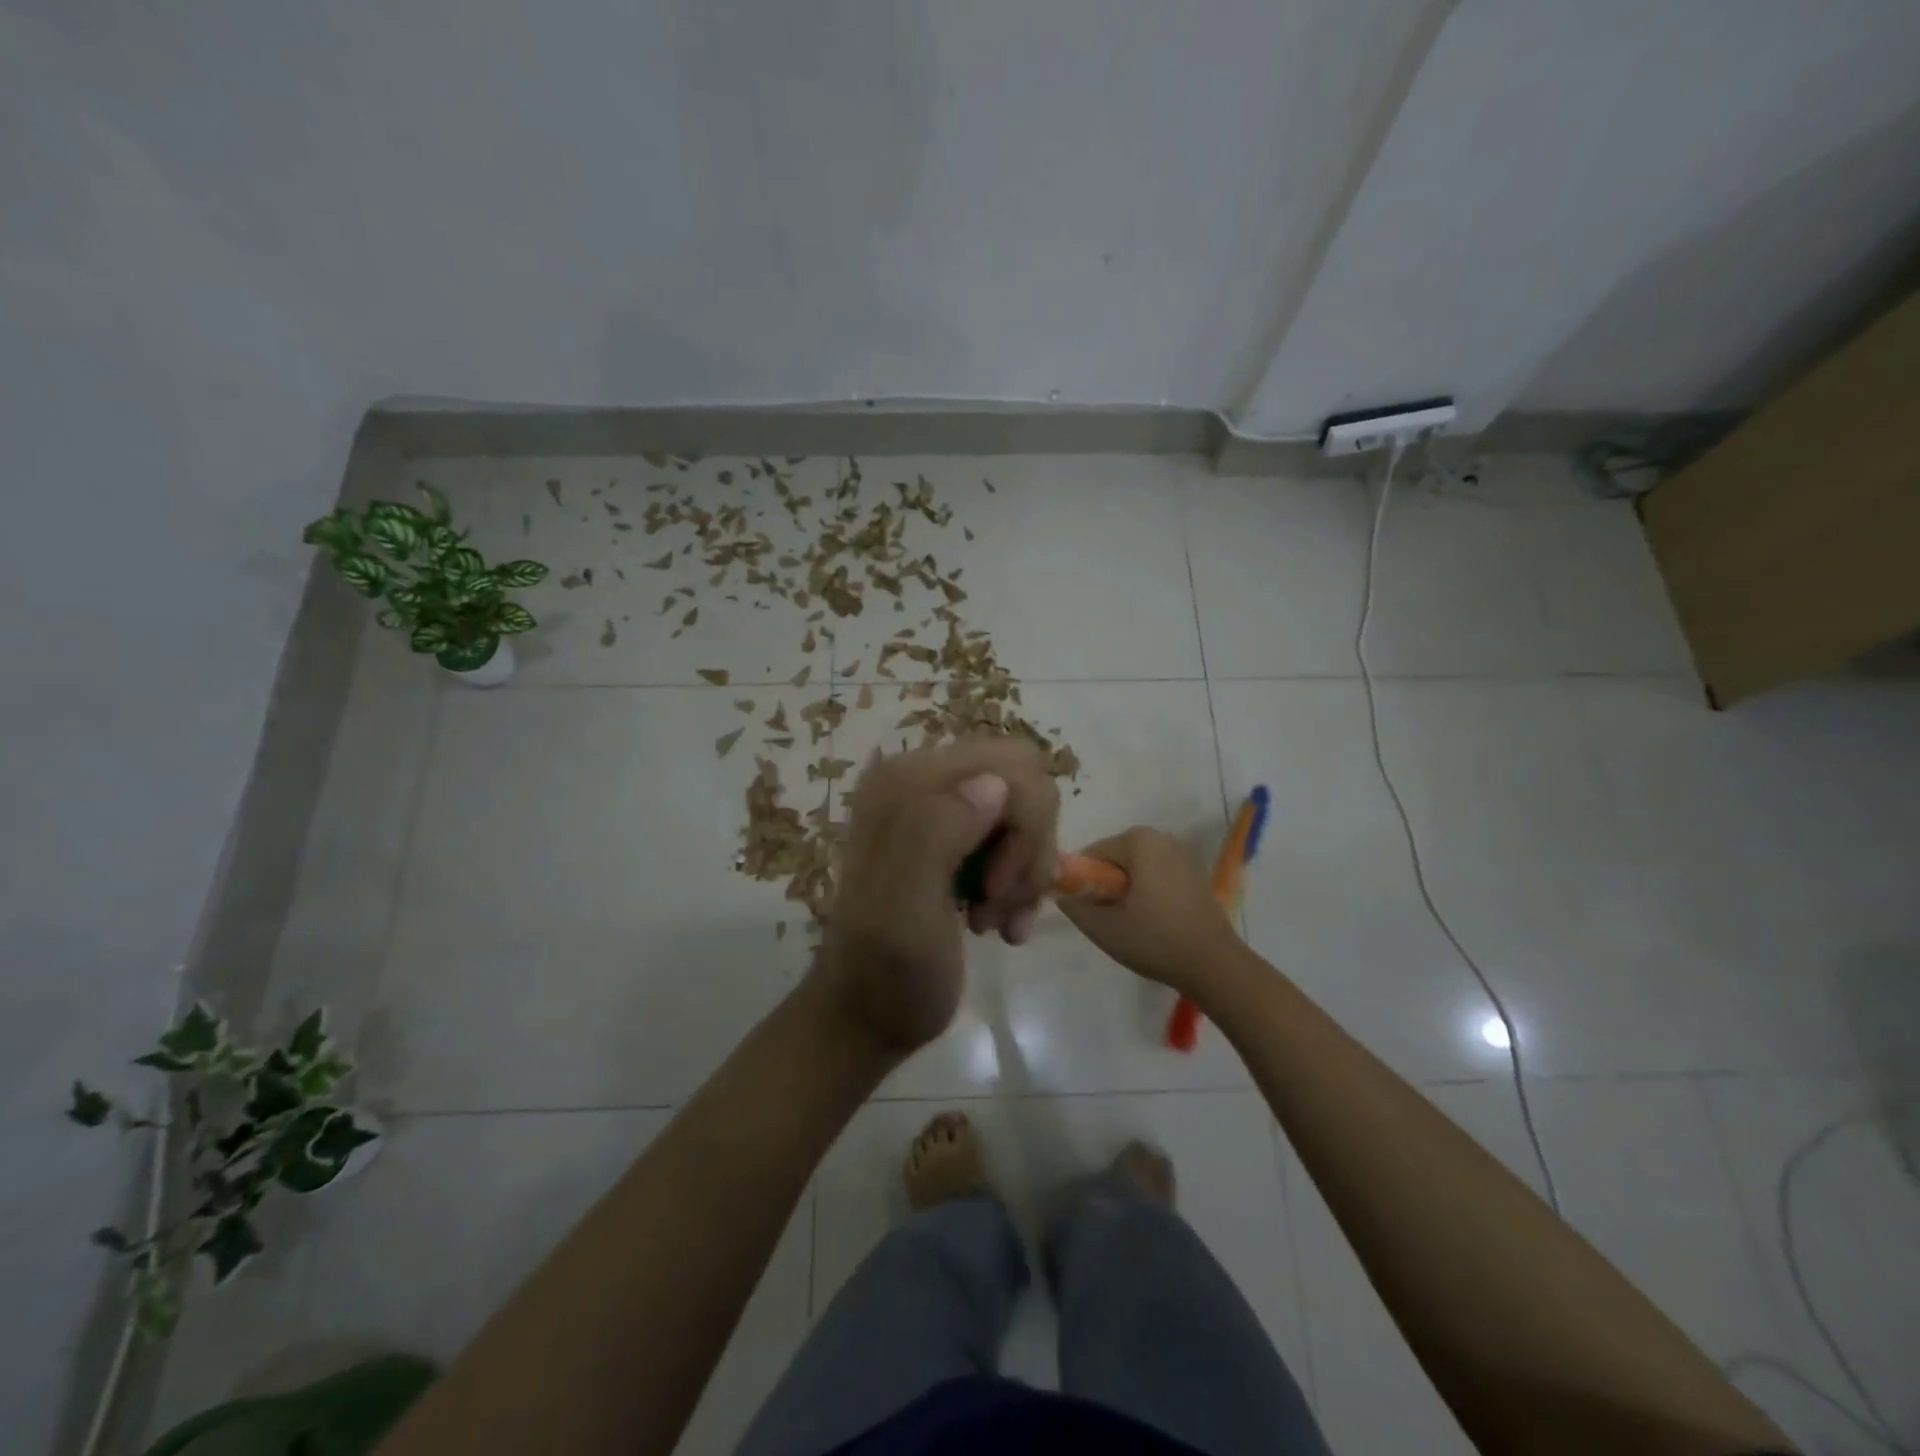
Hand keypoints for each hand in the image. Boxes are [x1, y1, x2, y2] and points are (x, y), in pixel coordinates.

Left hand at [817, 737, 1059, 1051]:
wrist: (868, 1018)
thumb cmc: (888, 973)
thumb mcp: (906, 909)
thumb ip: (936, 834)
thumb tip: (994, 782)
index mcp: (905, 783)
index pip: (1011, 765)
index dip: (1025, 827)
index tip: (996, 888)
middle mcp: (922, 779)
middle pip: (1025, 782)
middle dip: (1029, 847)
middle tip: (1000, 903)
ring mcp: (939, 807)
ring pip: (1027, 812)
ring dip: (1025, 871)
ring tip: (995, 920)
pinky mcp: (954, 836)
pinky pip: (1017, 838)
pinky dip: (1020, 883)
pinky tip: (1002, 924)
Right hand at [1056, 827, 1241, 995]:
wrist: (1214, 965)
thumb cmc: (1156, 941)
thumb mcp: (1103, 929)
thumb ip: (1074, 907)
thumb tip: (1062, 895)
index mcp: (1138, 841)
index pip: (1092, 854)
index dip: (1083, 883)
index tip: (1088, 911)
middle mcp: (1161, 838)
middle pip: (1115, 859)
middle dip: (1106, 886)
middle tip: (1108, 920)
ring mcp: (1182, 854)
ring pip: (1136, 869)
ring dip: (1126, 890)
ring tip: (1130, 923)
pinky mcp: (1194, 873)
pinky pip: (1156, 875)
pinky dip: (1147, 893)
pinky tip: (1152, 922)